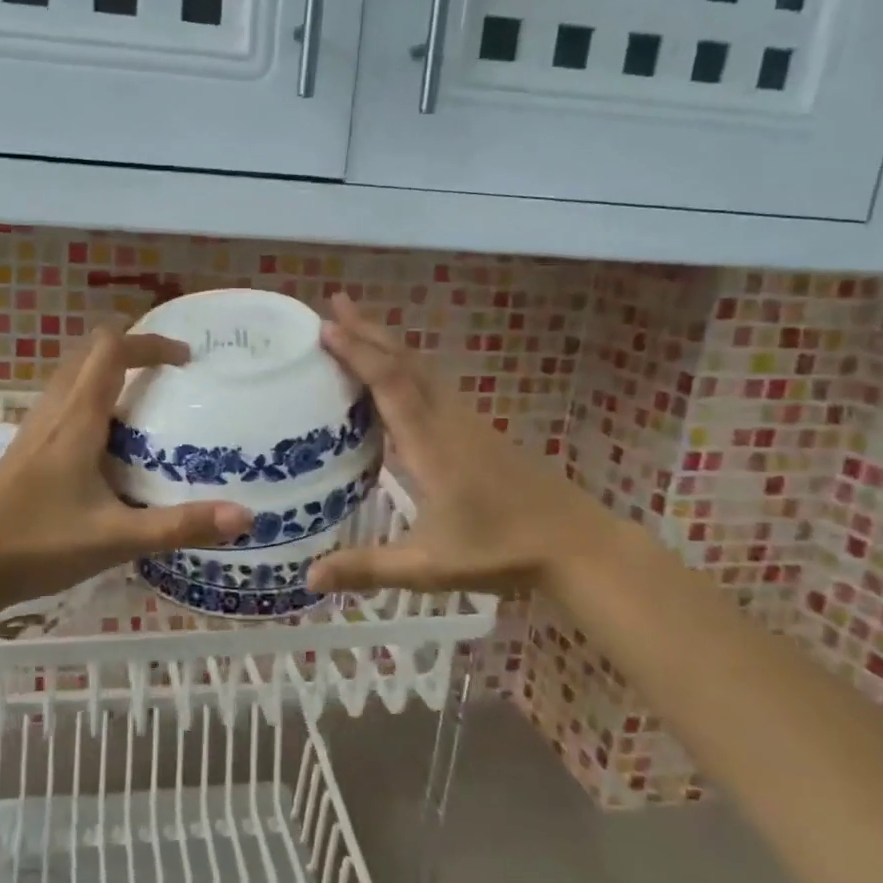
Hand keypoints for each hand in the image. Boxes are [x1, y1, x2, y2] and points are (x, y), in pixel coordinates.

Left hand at [0, 325, 251, 614]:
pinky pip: (63, 402)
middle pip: (90, 353)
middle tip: (171, 374)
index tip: (185, 358)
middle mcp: (54, 412)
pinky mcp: (26, 448)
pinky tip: (108, 442)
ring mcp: (34, 429)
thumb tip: (244, 516)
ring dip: (109, 372)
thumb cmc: (38, 546)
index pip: (112, 350)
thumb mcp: (116, 538)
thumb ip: (179, 526)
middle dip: (133, 350)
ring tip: (147, 402)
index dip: (150, 342)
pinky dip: (92, 398)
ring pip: (73, 376)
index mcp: (76, 420)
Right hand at [306, 294, 614, 596]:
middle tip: (334, 304)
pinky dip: (405, 366)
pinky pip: (433, 384)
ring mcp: (466, 422)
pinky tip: (396, 377)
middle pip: (406, 362)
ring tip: (357, 327)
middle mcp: (447, 421)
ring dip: (388, 344)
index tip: (326, 326)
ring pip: (422, 369)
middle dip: (369, 330)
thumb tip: (308, 578)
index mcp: (431, 445)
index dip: (358, 352)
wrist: (574, 543)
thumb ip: (368, 568)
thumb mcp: (428, 566)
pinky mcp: (477, 431)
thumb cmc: (501, 552)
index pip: (390, 384)